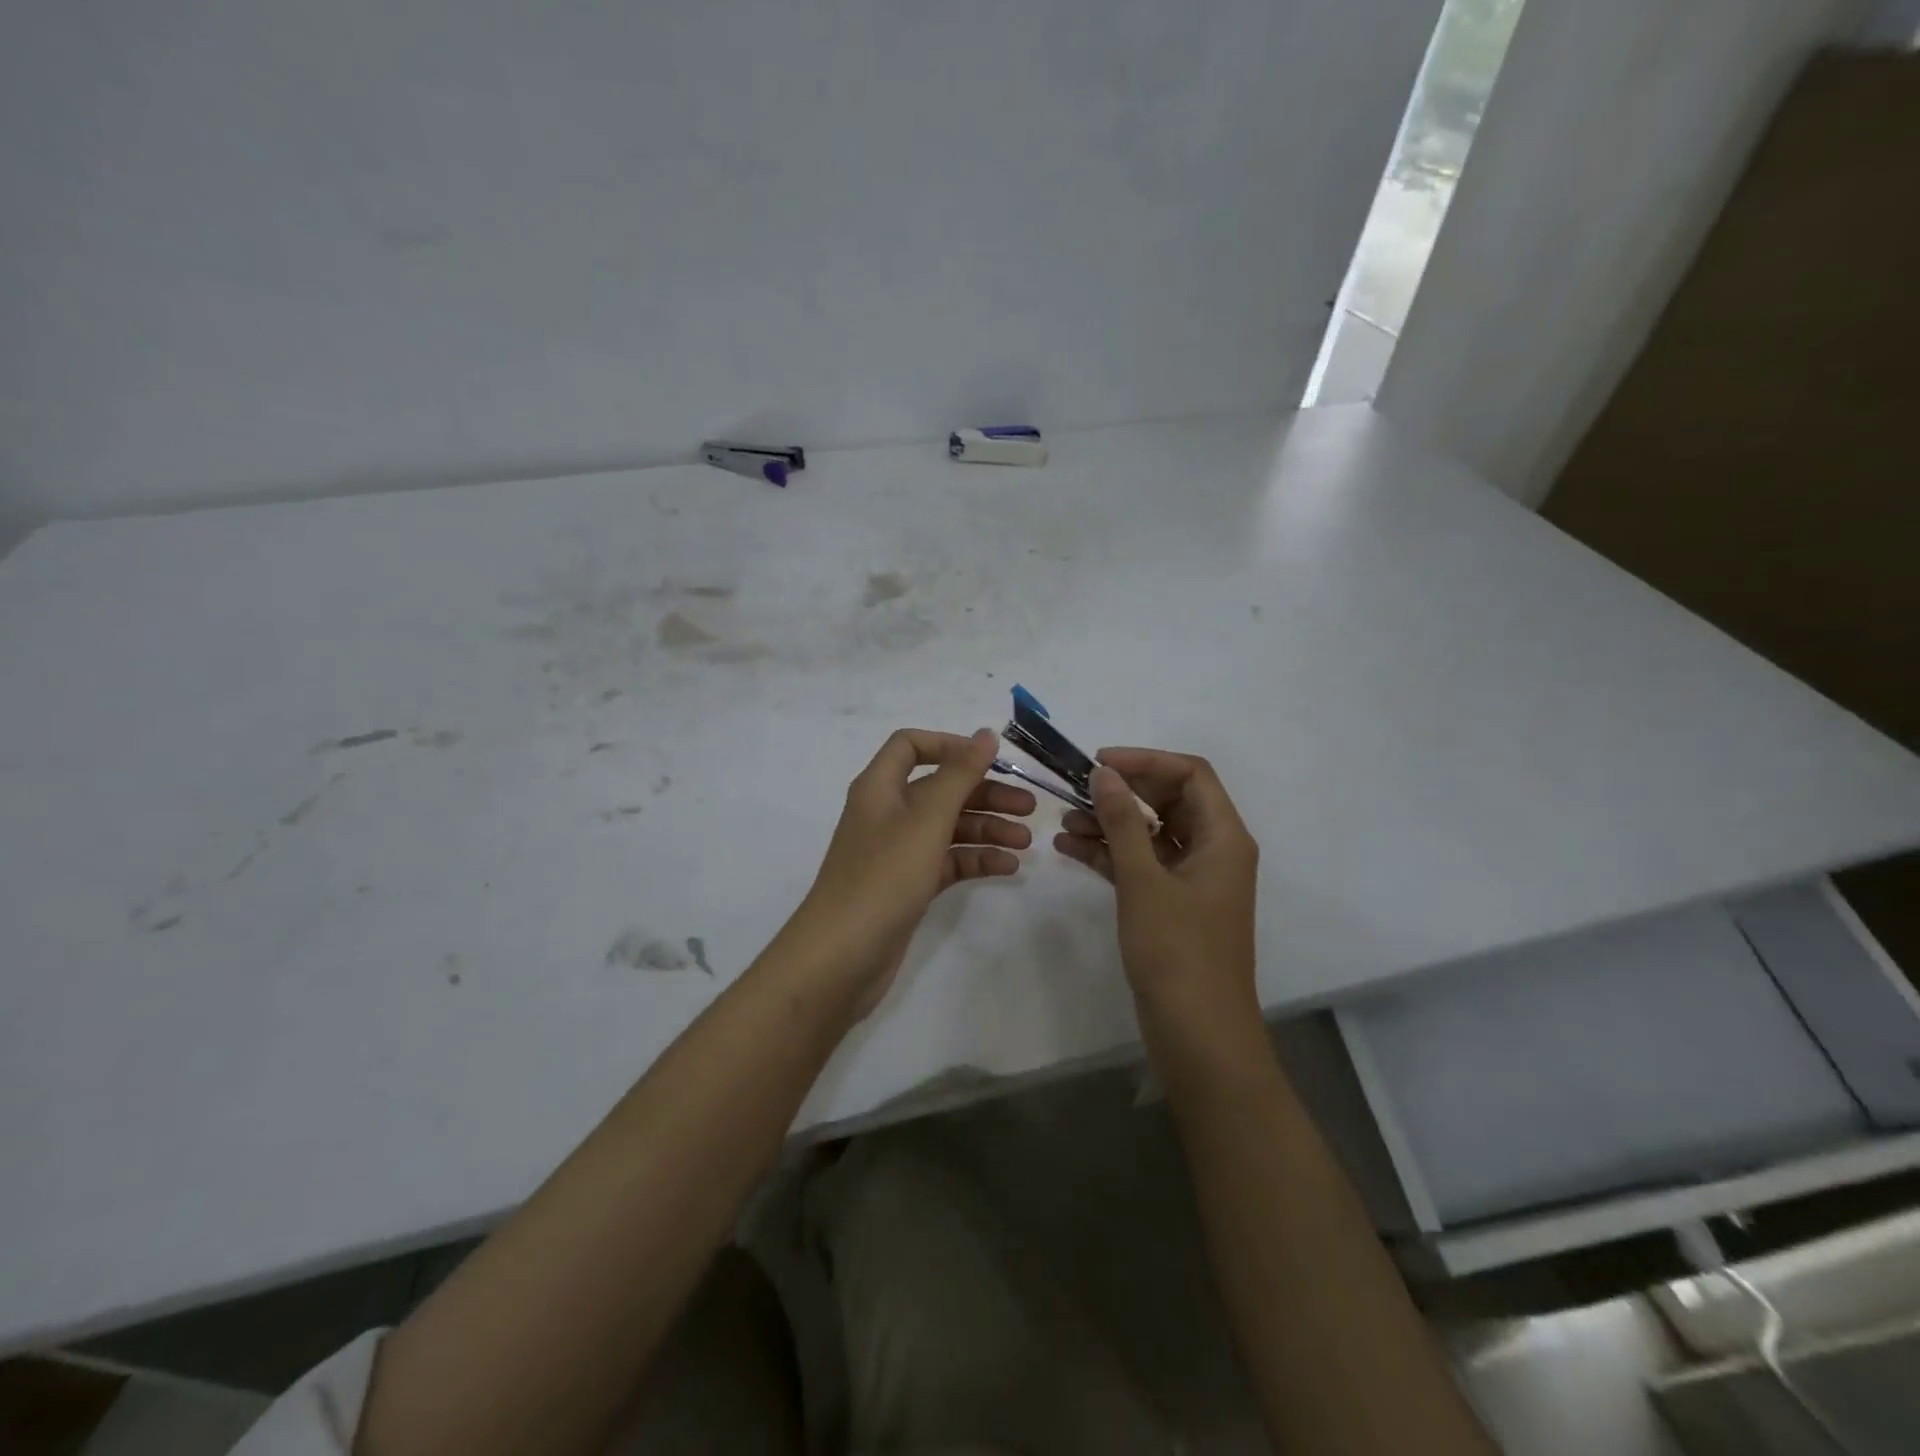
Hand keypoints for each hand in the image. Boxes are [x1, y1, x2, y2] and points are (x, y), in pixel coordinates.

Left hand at [786, 727, 1034, 1014]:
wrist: (841, 957)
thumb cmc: (883, 877)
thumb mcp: (926, 820)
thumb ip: (959, 775)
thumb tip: (985, 734)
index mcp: (880, 787)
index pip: (911, 746)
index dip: (950, 745)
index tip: (991, 759)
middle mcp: (887, 813)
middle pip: (940, 789)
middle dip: (984, 794)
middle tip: (1030, 808)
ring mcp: (896, 852)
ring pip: (947, 827)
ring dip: (987, 829)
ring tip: (1026, 843)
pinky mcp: (907, 886)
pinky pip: (946, 861)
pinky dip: (975, 860)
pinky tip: (1008, 868)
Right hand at [1053, 749, 1259, 1039]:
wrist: (1198, 1033)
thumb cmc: (1177, 951)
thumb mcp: (1144, 880)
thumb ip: (1123, 821)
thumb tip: (1104, 772)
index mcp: (1224, 837)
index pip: (1191, 774)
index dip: (1146, 760)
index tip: (1099, 762)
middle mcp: (1214, 850)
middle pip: (1170, 799)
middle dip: (1123, 791)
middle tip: (1077, 789)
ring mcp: (1193, 878)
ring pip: (1152, 832)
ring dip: (1111, 822)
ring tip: (1064, 822)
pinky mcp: (1173, 903)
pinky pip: (1142, 863)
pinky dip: (1111, 853)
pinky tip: (1070, 848)